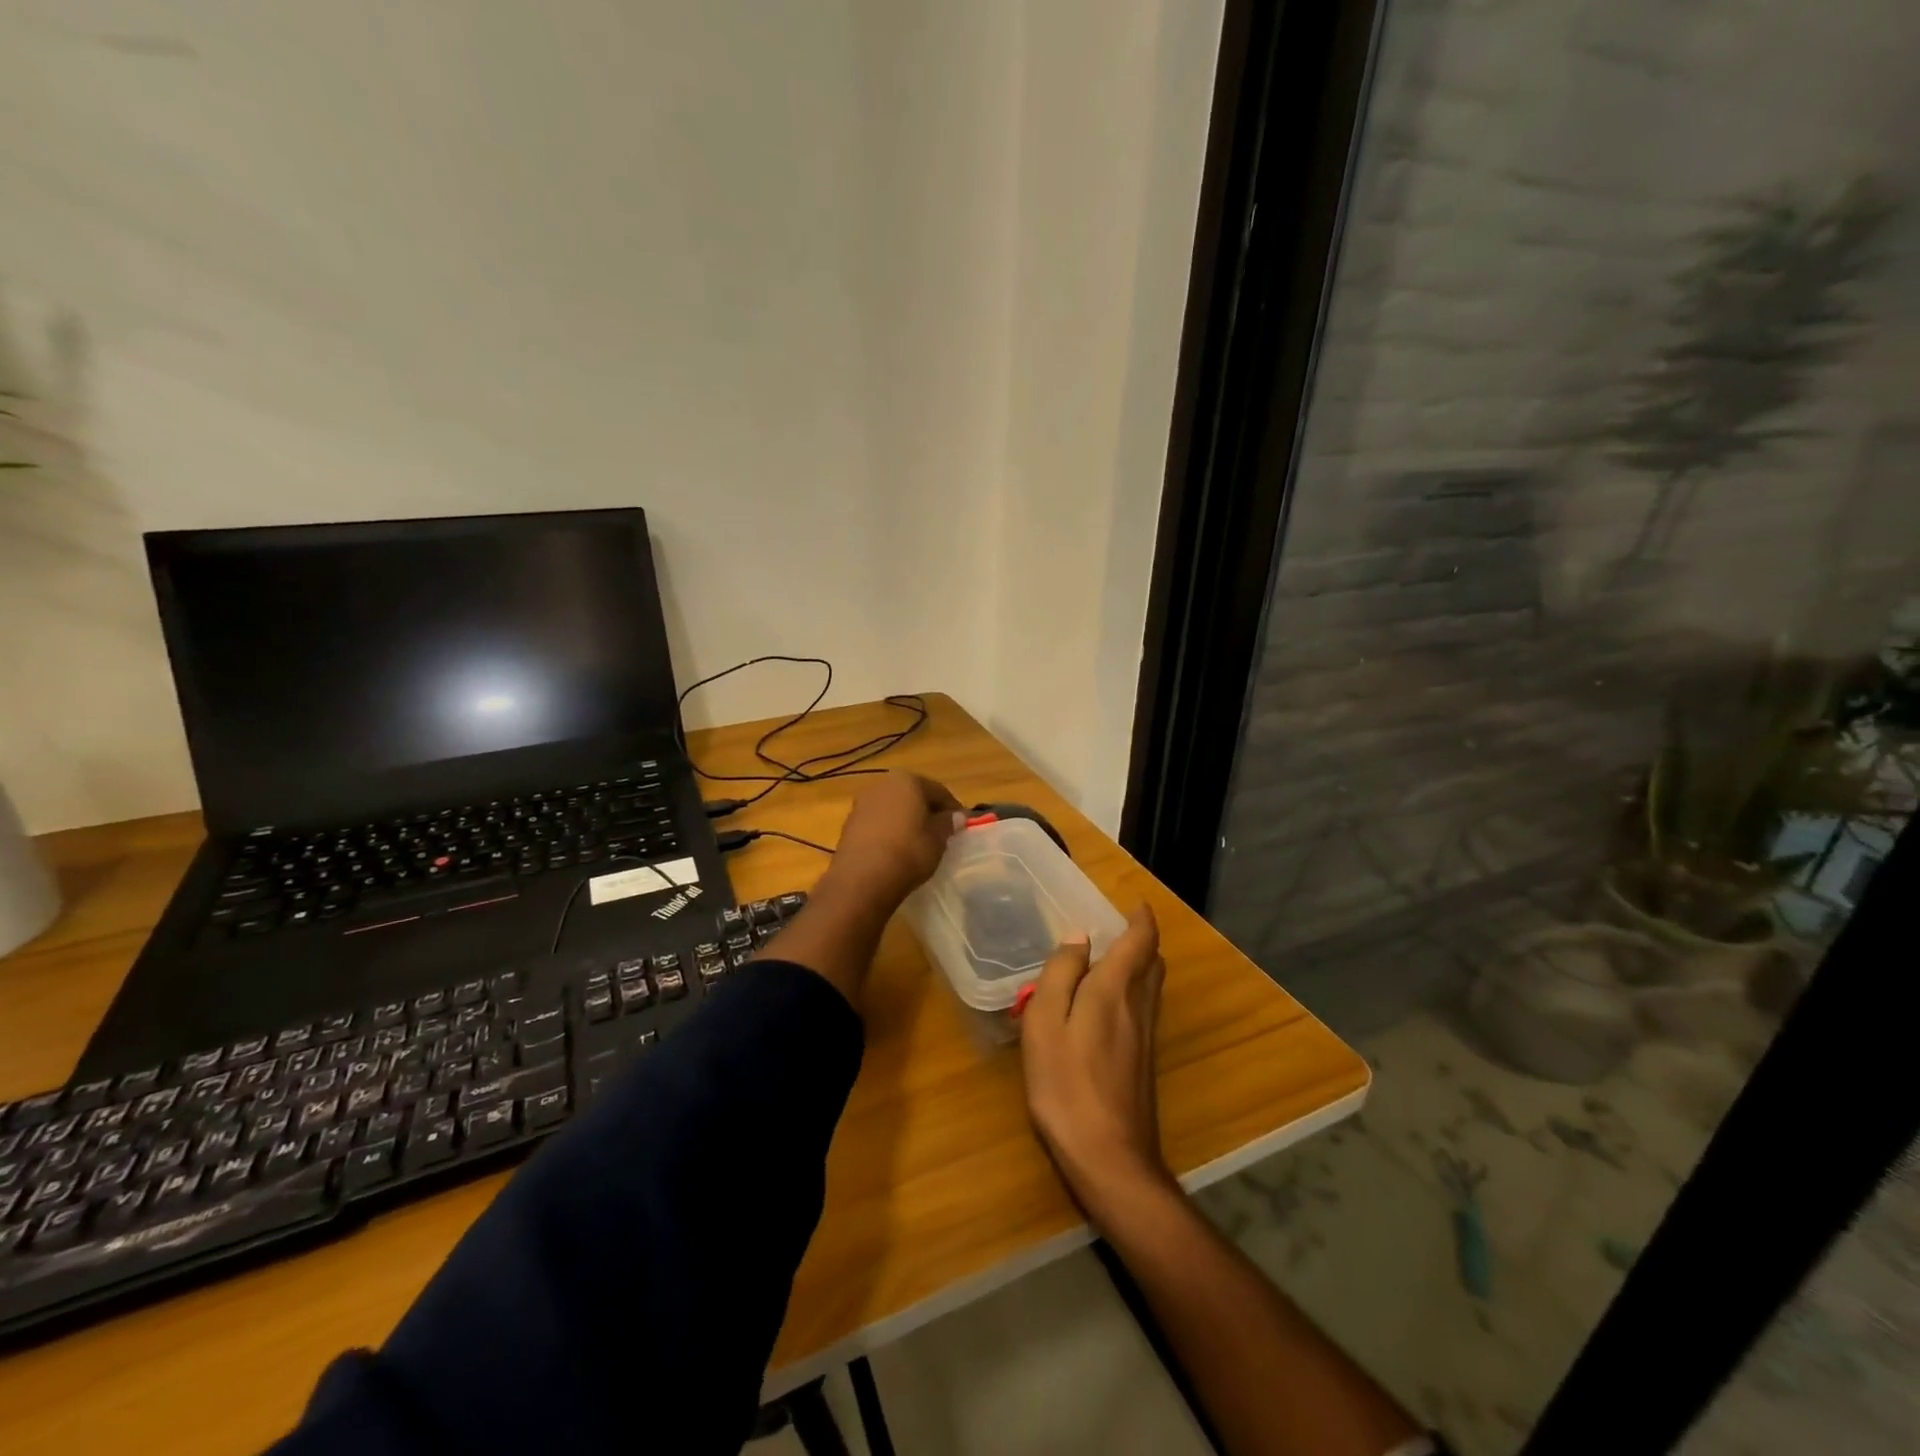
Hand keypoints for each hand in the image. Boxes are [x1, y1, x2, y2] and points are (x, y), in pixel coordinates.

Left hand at [820, 770, 963, 913]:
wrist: (861, 879)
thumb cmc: (908, 852)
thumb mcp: (937, 839)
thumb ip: (947, 823)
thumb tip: (956, 816)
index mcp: (907, 780)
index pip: (938, 791)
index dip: (953, 808)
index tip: (963, 825)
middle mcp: (882, 784)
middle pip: (913, 795)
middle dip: (927, 811)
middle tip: (941, 832)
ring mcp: (862, 803)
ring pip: (893, 808)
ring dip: (906, 820)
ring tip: (919, 842)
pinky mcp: (849, 823)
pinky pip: (878, 822)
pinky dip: (889, 831)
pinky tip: (897, 849)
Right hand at [1020, 904, 1171, 1222]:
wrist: (1110, 1159)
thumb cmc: (1066, 1085)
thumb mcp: (1046, 1024)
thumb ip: (1061, 975)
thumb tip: (1078, 937)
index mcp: (1115, 990)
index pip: (1141, 941)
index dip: (1141, 918)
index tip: (1135, 903)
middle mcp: (1139, 1007)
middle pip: (1153, 962)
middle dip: (1142, 940)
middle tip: (1117, 929)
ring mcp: (1146, 1037)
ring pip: (1152, 986)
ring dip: (1139, 965)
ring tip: (1109, 960)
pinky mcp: (1144, 1062)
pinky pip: (1144, 1009)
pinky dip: (1133, 991)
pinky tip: (1105, 1007)